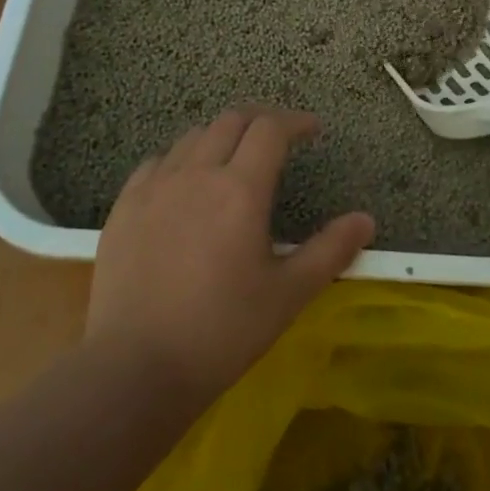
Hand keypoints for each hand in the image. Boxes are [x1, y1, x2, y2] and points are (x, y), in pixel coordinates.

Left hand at [84, 109, 374, 411]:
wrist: (134, 370)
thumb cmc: (221, 332)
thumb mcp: (288, 295)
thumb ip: (330, 251)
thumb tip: (366, 220)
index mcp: (240, 189)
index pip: (271, 129)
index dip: (295, 121)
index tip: (312, 130)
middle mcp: (197, 174)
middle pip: (231, 120)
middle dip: (261, 120)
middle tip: (278, 138)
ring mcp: (154, 187)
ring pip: (193, 137)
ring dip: (221, 136)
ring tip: (234, 158)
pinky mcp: (123, 207)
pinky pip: (156, 162)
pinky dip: (180, 159)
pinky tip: (184, 184)